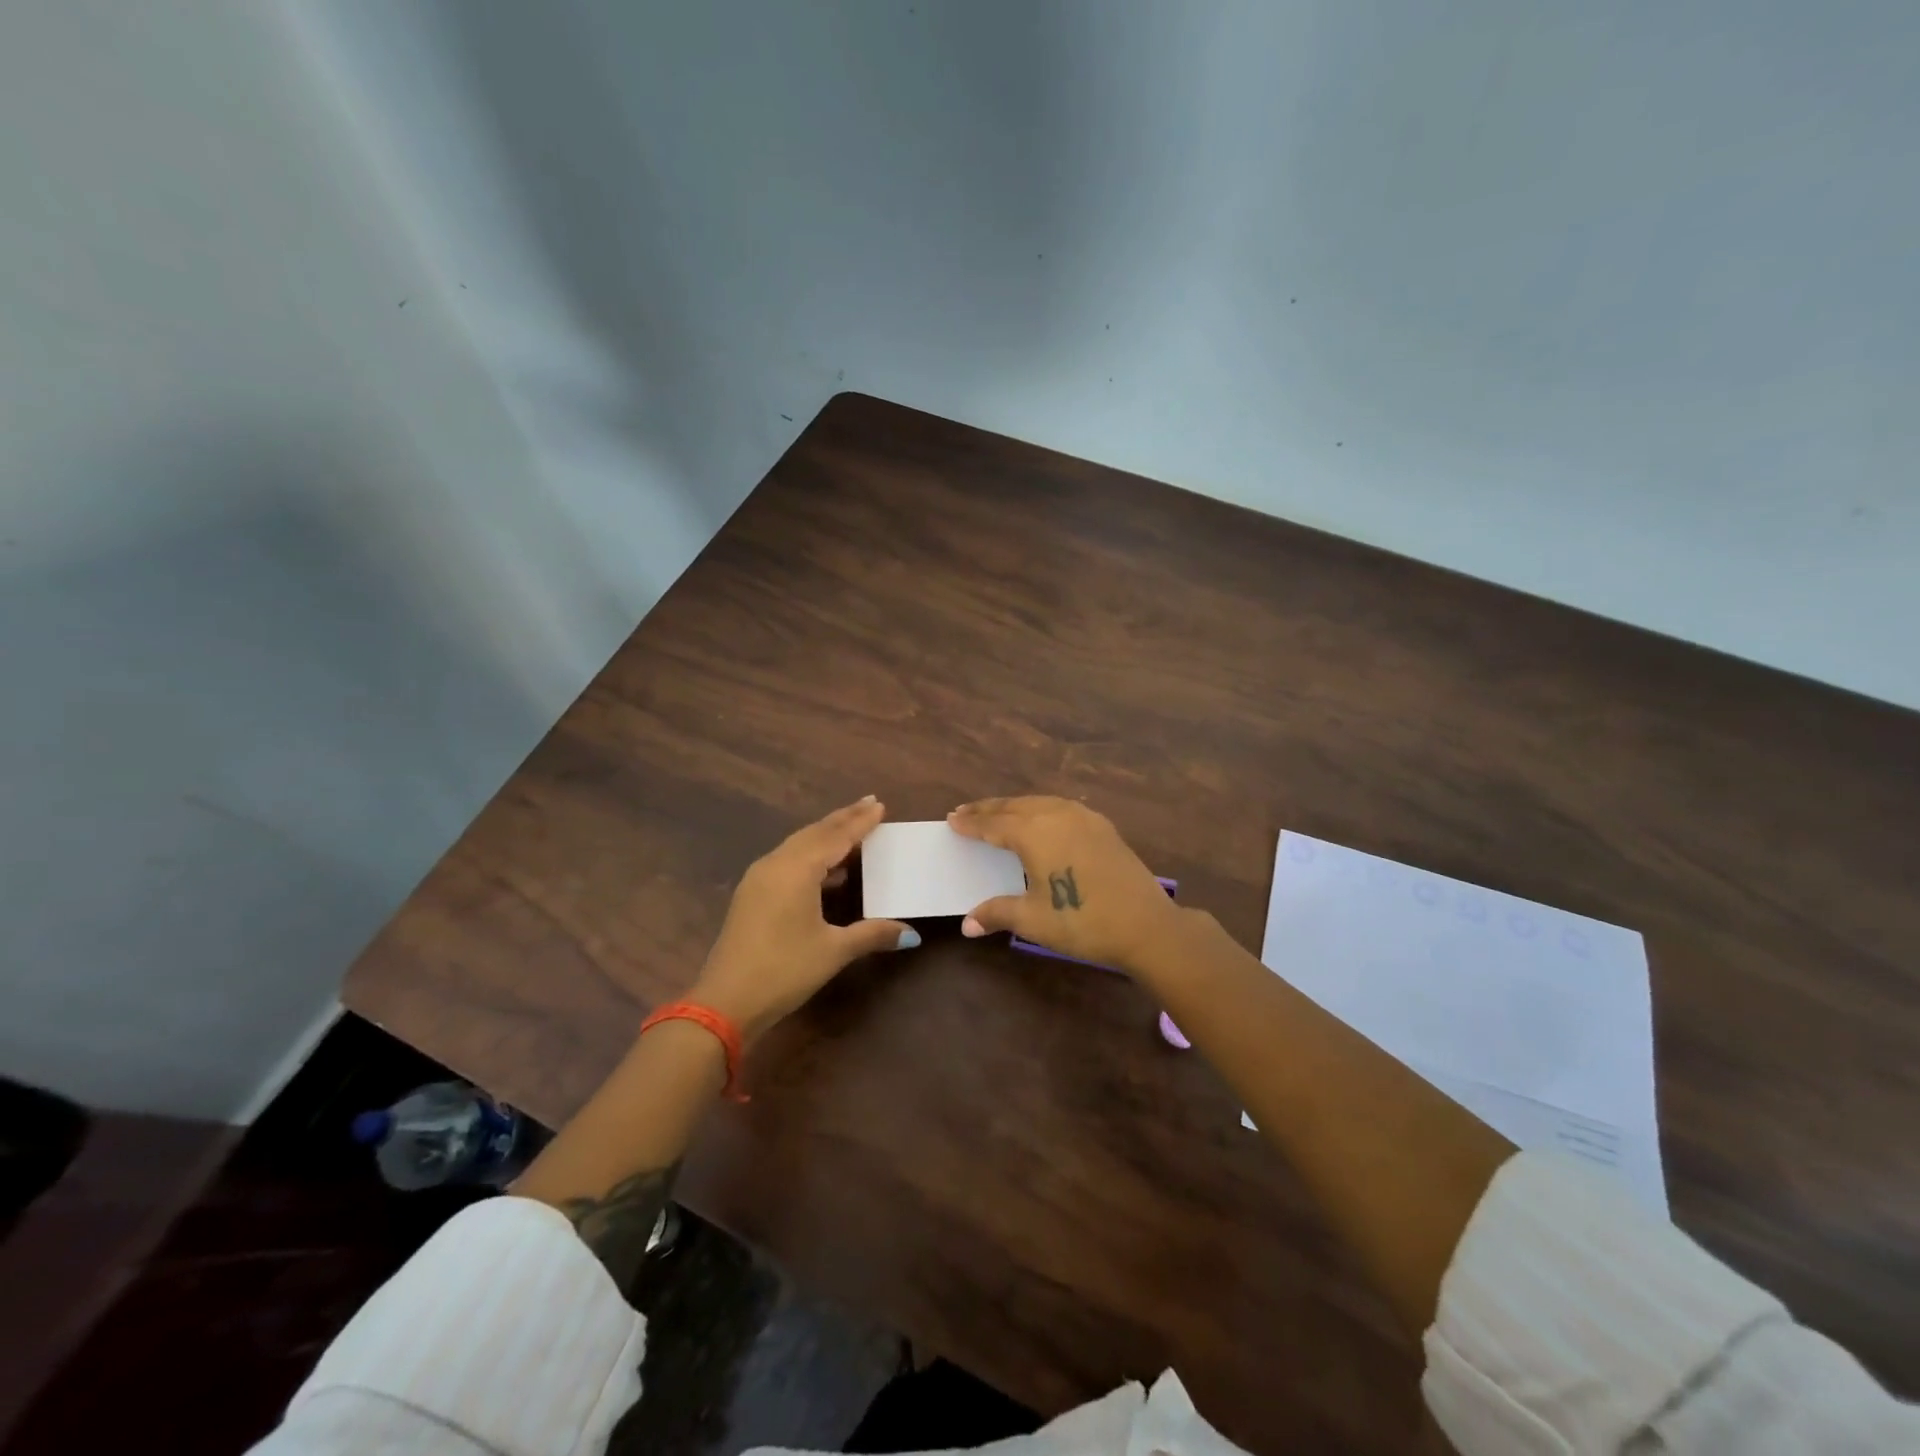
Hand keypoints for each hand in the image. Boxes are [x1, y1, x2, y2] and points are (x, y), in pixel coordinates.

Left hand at [690, 796, 918, 1042]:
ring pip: (798, 844)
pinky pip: (787, 859)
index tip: (880, 805)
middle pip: (815, 833)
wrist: (725, 1002)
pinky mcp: (752, 893)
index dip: (860, 822)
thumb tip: (911, 934)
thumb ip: (872, 934)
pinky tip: (826, 866)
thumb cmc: (784, 970)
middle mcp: (776, 864)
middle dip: (843, 819)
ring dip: (826, 834)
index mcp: (797, 869)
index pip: (836, 837)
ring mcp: (759, 878)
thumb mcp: (833, 951)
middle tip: (869, 804)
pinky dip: (811, 853)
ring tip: (852, 828)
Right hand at [948, 796, 1183, 973]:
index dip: (971, 823)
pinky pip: (1061, 807)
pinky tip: (1041, 818)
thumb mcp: (1033, 920)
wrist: (1146, 925)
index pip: (993, 824)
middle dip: (988, 809)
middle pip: (1014, 806)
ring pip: (1039, 802)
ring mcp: (1083, 817)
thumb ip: (997, 913)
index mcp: (1034, 832)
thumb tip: (966, 925)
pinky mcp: (1102, 826)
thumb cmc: (1082, 921)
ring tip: (998, 812)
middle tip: (966, 811)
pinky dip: (1040, 808)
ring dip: (1014, 806)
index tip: (952, 819)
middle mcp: (1056, 815)